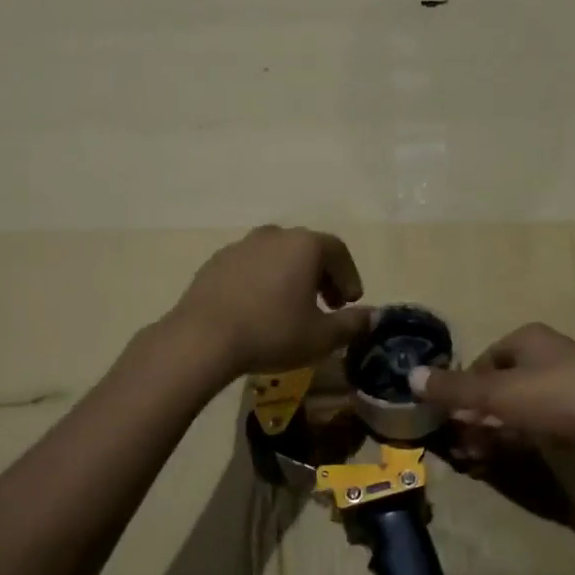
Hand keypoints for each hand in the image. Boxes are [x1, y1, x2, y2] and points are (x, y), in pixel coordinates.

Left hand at [172, 226, 372, 377]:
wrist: (202, 339)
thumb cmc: (272, 332)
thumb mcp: (322, 337)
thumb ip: (352, 324)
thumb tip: (372, 316)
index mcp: (305, 245)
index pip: (338, 252)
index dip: (350, 277)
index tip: (351, 303)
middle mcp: (275, 235)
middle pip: (308, 249)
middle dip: (323, 276)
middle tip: (328, 306)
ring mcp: (242, 245)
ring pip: (278, 256)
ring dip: (292, 277)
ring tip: (292, 308)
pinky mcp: (217, 261)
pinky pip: (251, 266)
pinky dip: (263, 281)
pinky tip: (258, 309)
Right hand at [412, 323, 574, 476]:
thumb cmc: (554, 395)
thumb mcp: (496, 392)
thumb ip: (453, 388)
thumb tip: (409, 376)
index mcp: (527, 340)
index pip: (484, 360)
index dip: (464, 387)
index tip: (449, 414)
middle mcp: (545, 357)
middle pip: (499, 386)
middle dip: (476, 414)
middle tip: (459, 442)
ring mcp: (564, 387)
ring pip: (517, 409)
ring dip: (492, 431)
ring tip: (473, 457)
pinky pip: (536, 426)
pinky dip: (516, 440)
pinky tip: (499, 459)